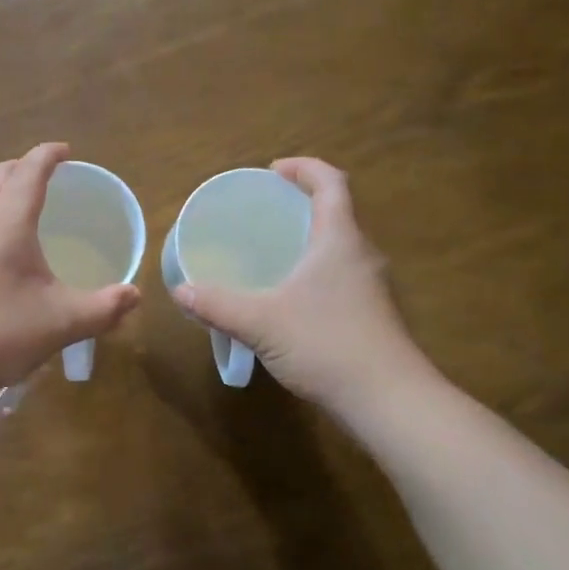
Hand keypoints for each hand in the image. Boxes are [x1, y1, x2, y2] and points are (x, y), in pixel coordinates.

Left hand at [0, 143, 140, 400]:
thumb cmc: (0, 334)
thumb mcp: (62, 322)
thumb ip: (104, 307)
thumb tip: (134, 296)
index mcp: (7, 221)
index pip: (29, 171)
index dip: (49, 155)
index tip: (66, 151)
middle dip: (23, 166)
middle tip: (48, 176)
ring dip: (1, 189)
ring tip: (26, 207)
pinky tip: (2, 249)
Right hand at [172, 158, 432, 410]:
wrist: (388, 401)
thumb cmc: (326, 344)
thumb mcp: (261, 322)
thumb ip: (217, 305)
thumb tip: (180, 291)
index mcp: (340, 240)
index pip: (332, 183)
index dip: (305, 168)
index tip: (273, 171)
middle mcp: (361, 255)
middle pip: (337, 212)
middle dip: (302, 204)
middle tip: (263, 213)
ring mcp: (371, 287)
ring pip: (339, 248)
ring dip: (309, 239)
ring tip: (271, 251)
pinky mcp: (372, 315)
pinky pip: (340, 276)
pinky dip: (314, 271)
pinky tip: (289, 297)